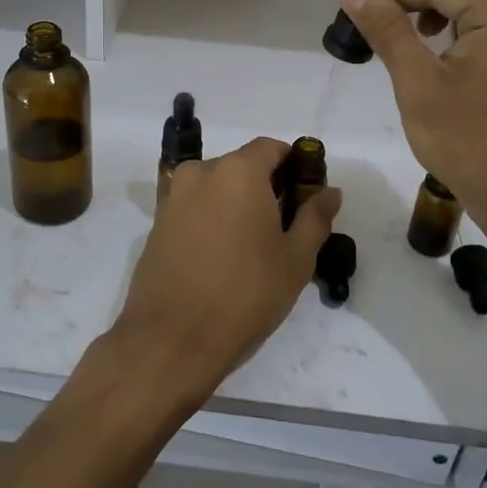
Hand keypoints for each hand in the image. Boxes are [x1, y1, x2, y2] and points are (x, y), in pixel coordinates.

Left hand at [111, 137, 341, 406]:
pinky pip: (194, 207)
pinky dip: (212, 218)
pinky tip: (222, 255)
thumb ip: (315, 218)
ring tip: (253, 245)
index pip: (271, 148)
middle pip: (242, 165)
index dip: (293, 166)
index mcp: (238, 171)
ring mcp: (173, 197)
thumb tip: (330, 191)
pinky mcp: (156, 223)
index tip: (305, 195)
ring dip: (236, 203)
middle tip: (284, 226)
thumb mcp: (295, 260)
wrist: (171, 339)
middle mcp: (200, 172)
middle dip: (265, 186)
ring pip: (216, 187)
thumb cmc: (244, 294)